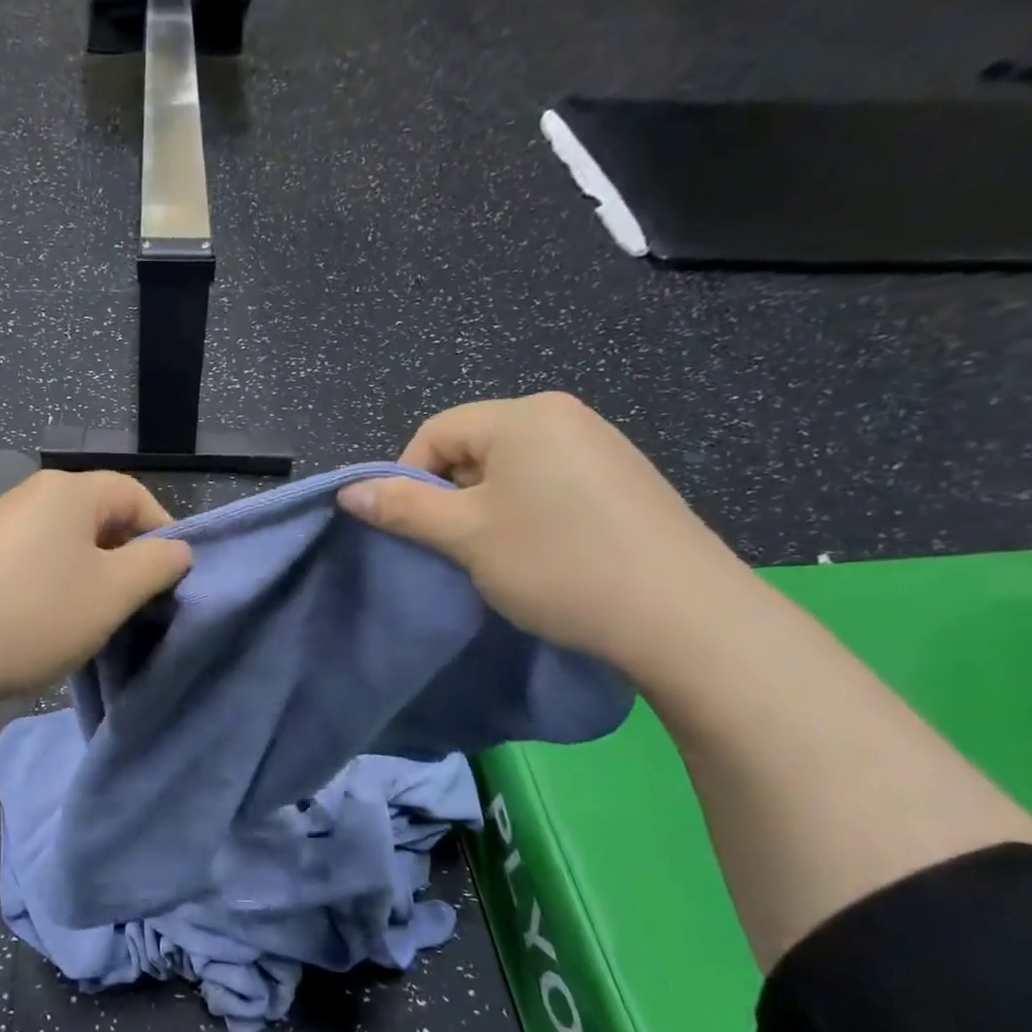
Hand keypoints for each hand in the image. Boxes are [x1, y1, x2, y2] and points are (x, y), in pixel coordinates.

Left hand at [0, 471, 192, 705]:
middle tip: (136, 605)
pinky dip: (54, 586)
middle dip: (127, 559)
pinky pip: (33, 561)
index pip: (137, 496)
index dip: (164, 534)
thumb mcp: (113, 593)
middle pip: (99, 517)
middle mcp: (31, 495)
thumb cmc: (34, 615)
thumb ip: (157, 565)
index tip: (173, 581)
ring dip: (91, 577)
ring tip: (94, 619)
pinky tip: (47, 622)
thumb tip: (176, 549)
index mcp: (69, 491)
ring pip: (66, 543)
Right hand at [338, 393, 753, 672]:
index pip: (435, 432)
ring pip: (509, 469)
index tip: (413, 530)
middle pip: (472, 447)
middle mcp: (563, 415)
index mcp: (524, 415)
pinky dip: (525, 513)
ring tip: (497, 556)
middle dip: (449, 495)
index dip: (408, 479)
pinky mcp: (623, 479)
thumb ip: (403, 507)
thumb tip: (347, 491)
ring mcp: (600, 445)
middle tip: (455, 548)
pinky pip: (548, 483)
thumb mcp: (466, 536)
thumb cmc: (558, 564)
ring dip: (485, 508)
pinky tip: (542, 554)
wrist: (683, 617)